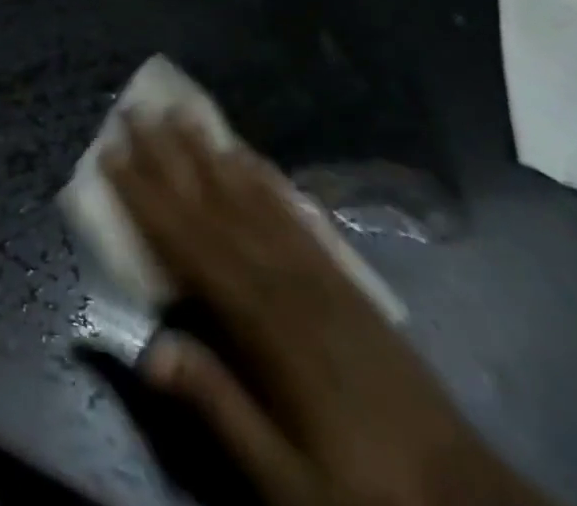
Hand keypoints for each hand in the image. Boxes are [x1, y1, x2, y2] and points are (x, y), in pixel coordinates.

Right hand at [104, 119, 550, 505]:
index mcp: (262, 322)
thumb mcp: (285, 477)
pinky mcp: (345, 279)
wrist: (467, 499)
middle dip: (169, 157)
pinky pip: (296, 215)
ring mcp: (319, 273)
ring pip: (253, 199)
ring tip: (184, 114)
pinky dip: (267, 181)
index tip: (110, 154)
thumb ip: (219, 406)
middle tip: (137, 110)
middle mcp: (285, 280)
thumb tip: (148, 349)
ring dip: (212, 154)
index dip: (144, 197)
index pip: (187, 243)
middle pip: (214, 206)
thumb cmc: (362, 488)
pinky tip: (250, 158)